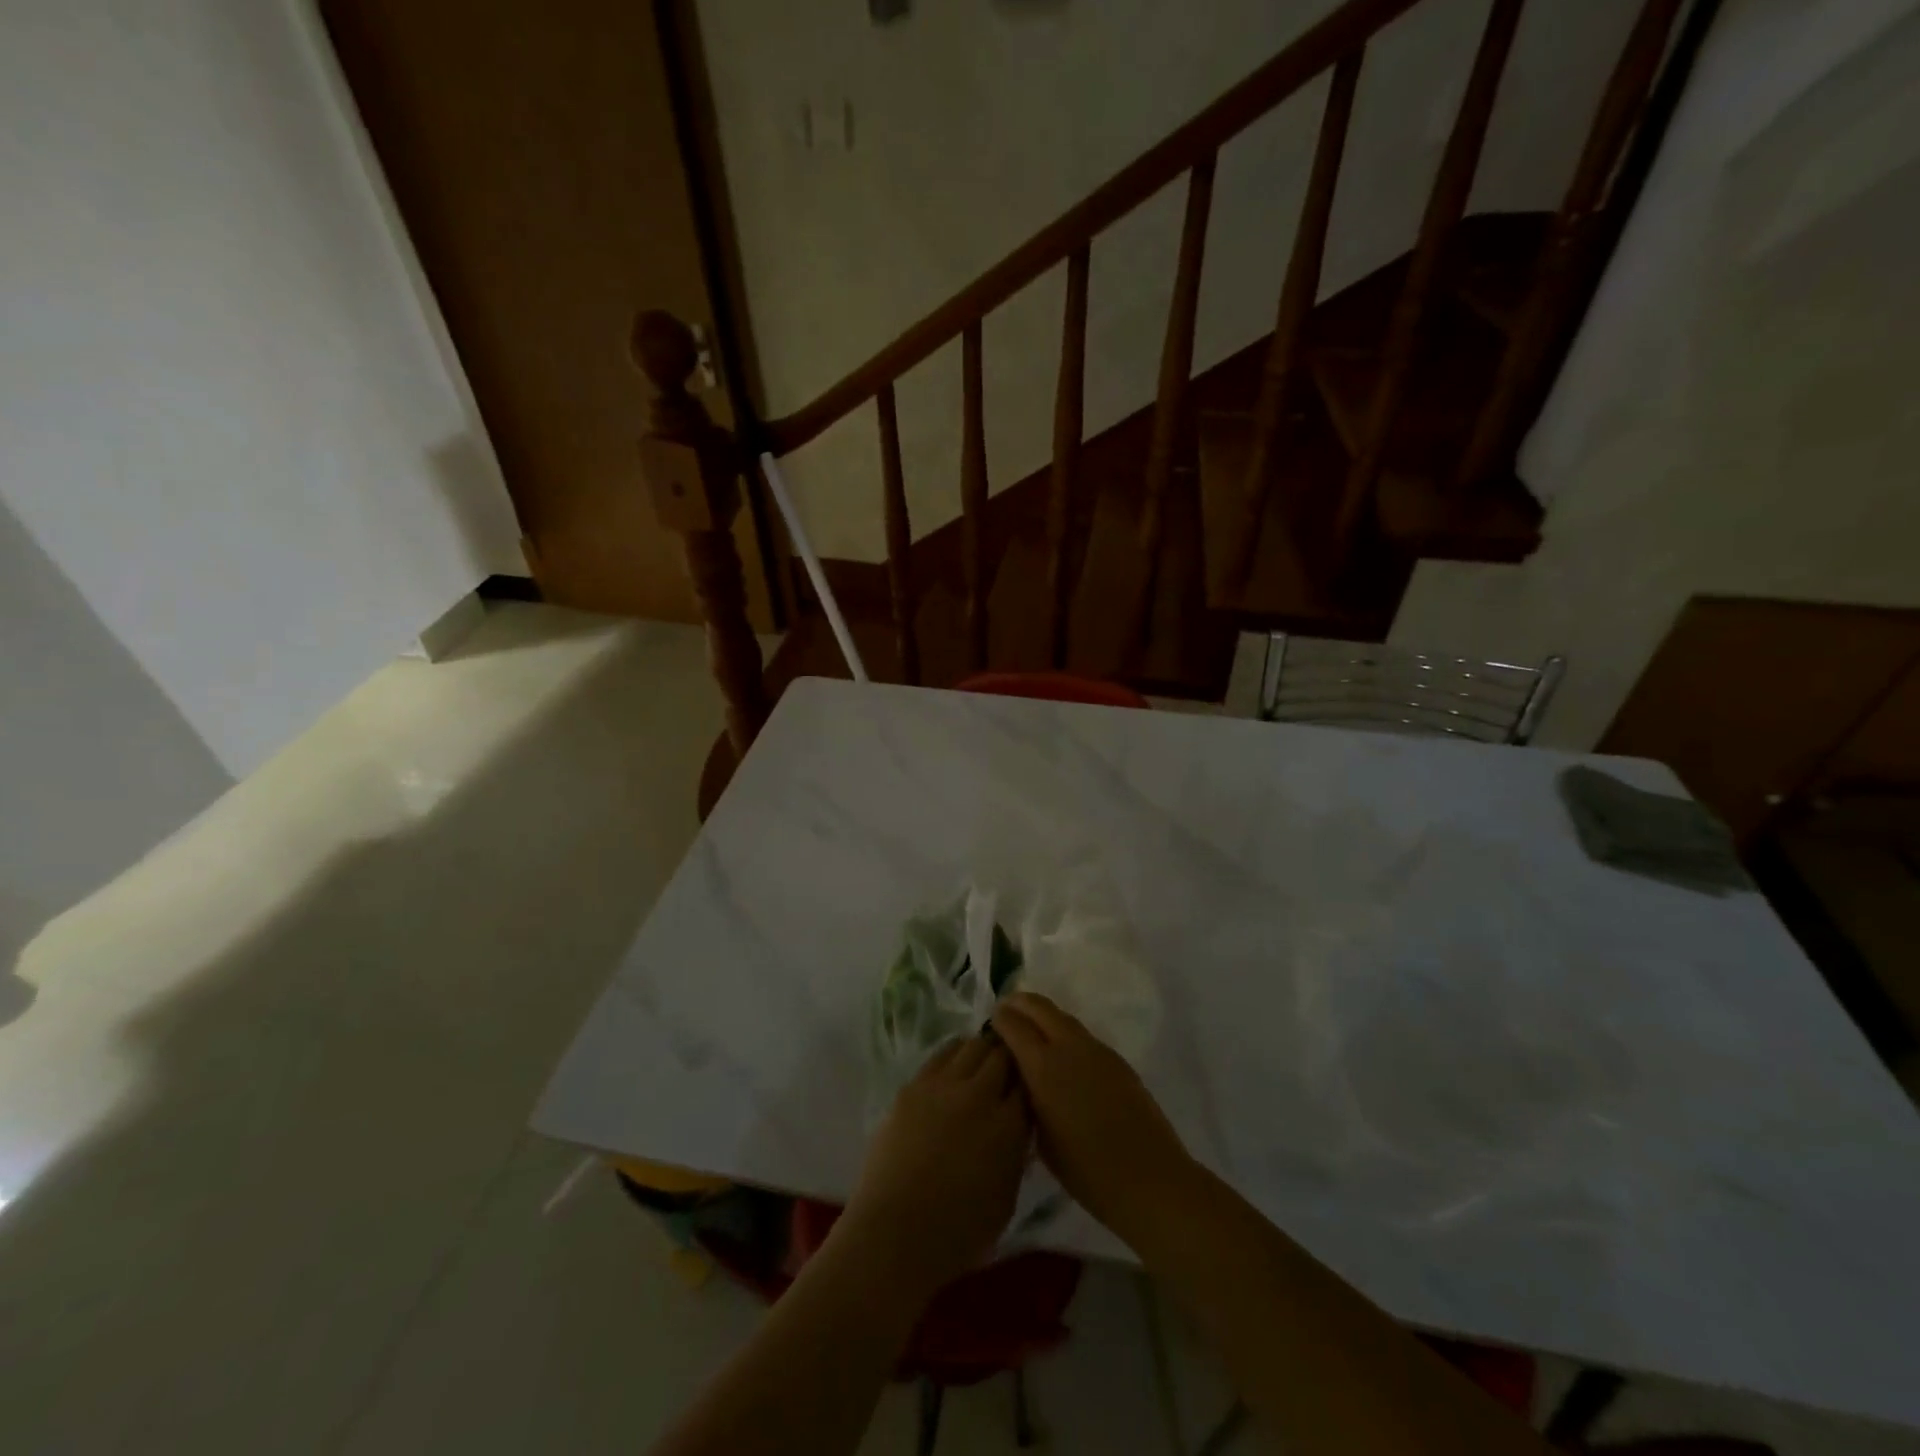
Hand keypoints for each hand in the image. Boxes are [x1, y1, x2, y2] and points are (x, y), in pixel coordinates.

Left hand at [839, 1036, 1030, 1297]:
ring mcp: (944, 1085)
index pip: (1028, 1084)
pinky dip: (954, 1054)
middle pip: (1002, 1055)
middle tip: (1008, 1064)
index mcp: (1009, 1126)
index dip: (1029, 1082)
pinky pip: (941, 1055)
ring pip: (972, 1046)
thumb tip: (1014, 1128)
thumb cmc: (959, 1232)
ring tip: (981, 1059)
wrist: (897, 1231)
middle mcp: (980, 1095)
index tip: (1027, 1085)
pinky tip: (954, 1063)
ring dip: (982, 1050)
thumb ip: (1015, 1153)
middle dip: (1009, 1057)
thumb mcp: (1006, 1198)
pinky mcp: (914, 1085)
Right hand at [991, 992, 1194, 1240]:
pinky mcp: (1116, 1060)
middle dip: (1020, 1003)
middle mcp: (1069, 1047)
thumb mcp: (1040, 1138)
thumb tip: (1022, 1077)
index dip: (1000, 1018)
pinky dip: (1064, 1033)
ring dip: (1044, 1016)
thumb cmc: (1086, 1170)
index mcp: (1044, 1067)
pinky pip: (1082, 1035)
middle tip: (1006, 1010)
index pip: (1014, 1025)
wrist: (1148, 1177)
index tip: (991, 1020)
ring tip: (1031, 1029)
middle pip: (1040, 1007)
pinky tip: (1062, 1054)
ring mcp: (1097, 1050)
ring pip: (1063, 1018)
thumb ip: (1027, 1098)